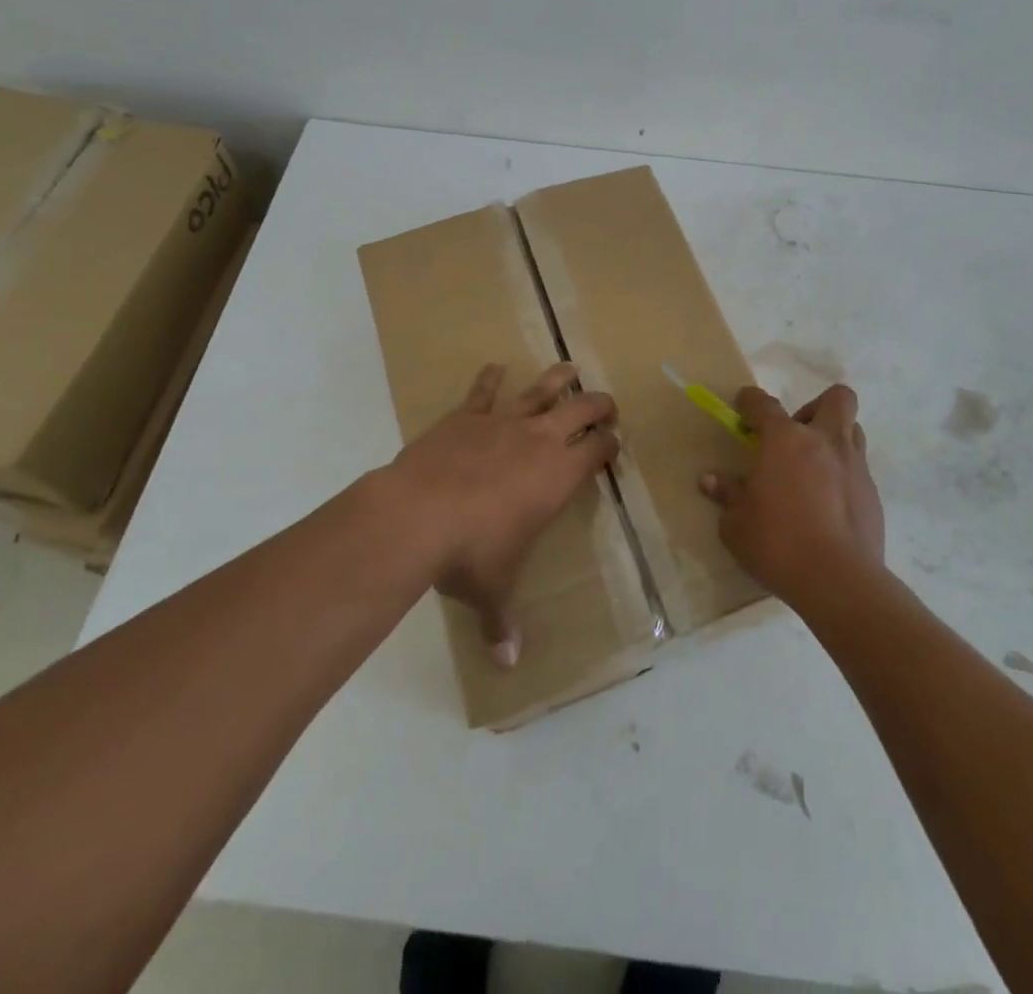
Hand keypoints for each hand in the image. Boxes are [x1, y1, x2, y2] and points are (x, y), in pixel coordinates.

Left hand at [384, 362, 617, 664]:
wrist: (417, 514)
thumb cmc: (470, 554)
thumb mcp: (492, 591)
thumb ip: (502, 623)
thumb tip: (508, 666)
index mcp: (559, 476)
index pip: (598, 450)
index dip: (610, 444)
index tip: (615, 443)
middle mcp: (539, 440)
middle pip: (582, 409)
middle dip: (599, 404)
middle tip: (606, 405)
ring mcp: (502, 422)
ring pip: (540, 389)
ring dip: (558, 378)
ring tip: (570, 367)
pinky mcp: (465, 416)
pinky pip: (482, 391)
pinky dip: (489, 378)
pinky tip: (494, 366)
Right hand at [700, 383, 884, 602]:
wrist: (839, 581)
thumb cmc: (778, 543)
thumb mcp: (737, 524)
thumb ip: (727, 495)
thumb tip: (711, 480)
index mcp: (786, 440)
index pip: (764, 404)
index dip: (750, 401)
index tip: (743, 407)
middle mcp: (825, 442)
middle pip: (837, 398)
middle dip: (815, 406)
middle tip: (796, 434)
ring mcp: (854, 466)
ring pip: (853, 430)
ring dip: (833, 439)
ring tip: (813, 468)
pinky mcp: (872, 495)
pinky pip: (858, 470)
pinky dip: (843, 476)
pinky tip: (827, 505)